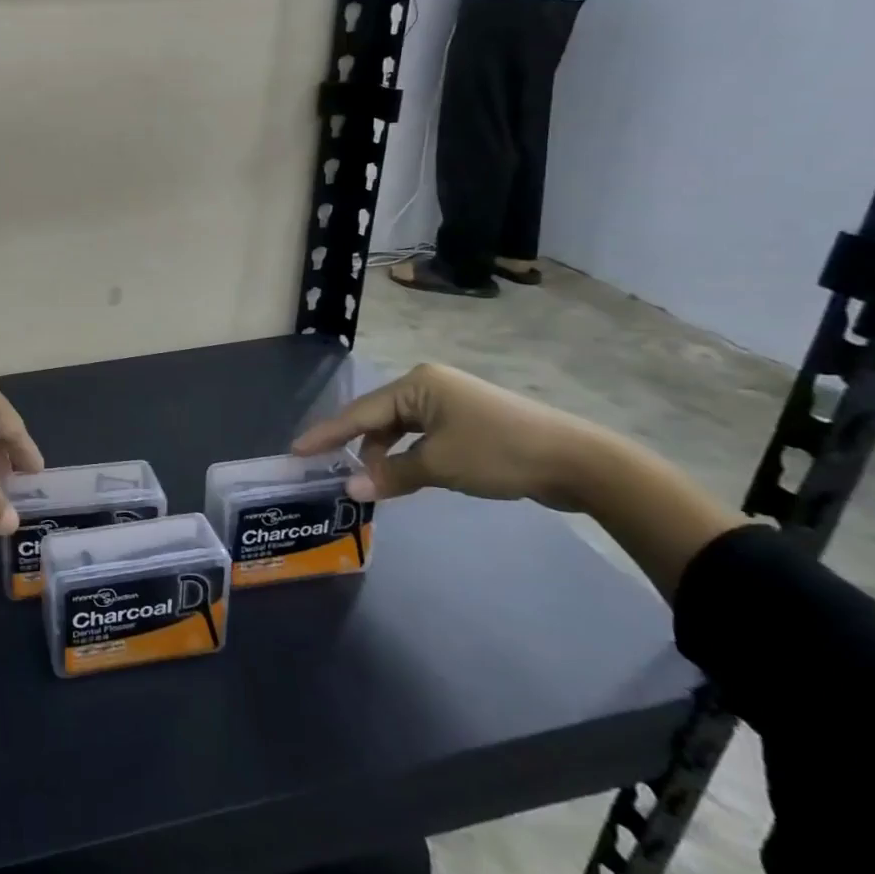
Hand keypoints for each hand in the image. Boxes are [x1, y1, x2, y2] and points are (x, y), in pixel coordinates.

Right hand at [294, 364, 747, 596]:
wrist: (579, 461)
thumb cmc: (499, 452)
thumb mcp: (439, 465)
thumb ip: (390, 474)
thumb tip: (350, 490)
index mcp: (417, 384)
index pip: (359, 411)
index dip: (326, 433)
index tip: (296, 450)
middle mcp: (428, 385)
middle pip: (378, 417)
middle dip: (357, 447)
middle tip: (334, 474)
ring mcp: (450, 401)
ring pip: (401, 428)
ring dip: (385, 455)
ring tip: (374, 483)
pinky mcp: (468, 421)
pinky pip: (422, 435)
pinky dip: (409, 455)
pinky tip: (405, 475)